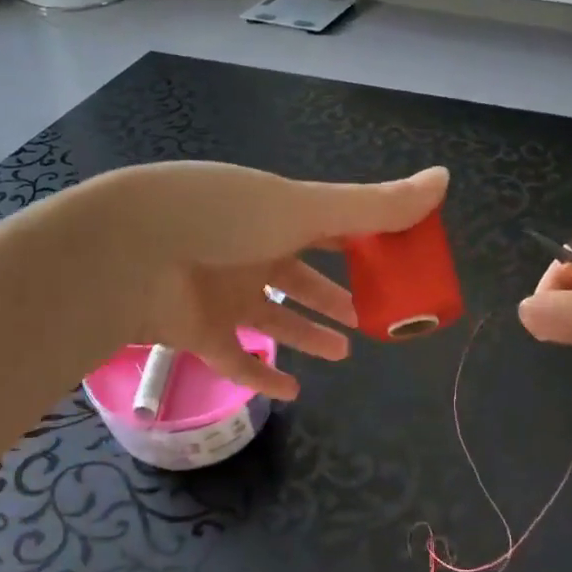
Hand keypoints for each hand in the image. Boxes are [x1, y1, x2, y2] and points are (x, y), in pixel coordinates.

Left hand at [77, 162, 448, 399]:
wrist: (127, 252)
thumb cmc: (223, 218)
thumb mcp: (304, 207)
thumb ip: (374, 205)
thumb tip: (445, 179)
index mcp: (274, 214)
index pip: (328, 226)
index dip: (363, 242)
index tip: (398, 263)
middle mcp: (249, 251)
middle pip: (302, 275)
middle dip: (336, 293)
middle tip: (372, 313)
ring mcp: (222, 293)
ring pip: (275, 317)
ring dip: (308, 332)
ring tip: (345, 350)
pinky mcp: (199, 332)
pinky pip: (237, 358)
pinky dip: (263, 377)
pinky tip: (293, 392)